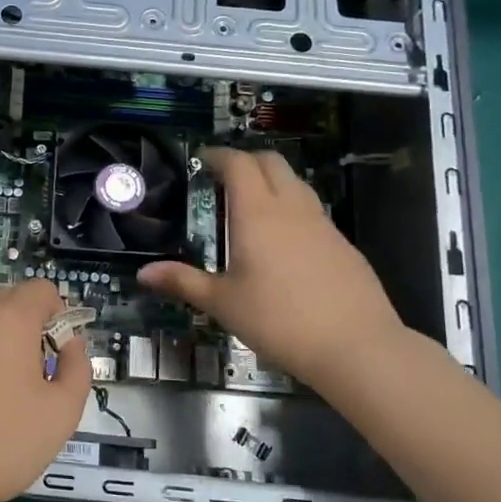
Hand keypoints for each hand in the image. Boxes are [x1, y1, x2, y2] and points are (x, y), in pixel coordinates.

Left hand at [0, 279, 90, 501]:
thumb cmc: (0, 444)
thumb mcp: (61, 414)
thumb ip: (76, 368)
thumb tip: (70, 343)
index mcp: (9, 318)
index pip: (40, 290)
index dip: (54, 314)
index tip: (52, 350)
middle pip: (2, 302)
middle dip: (17, 327)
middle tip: (19, 376)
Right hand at [138, 147, 404, 394]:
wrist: (356, 346)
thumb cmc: (279, 320)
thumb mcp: (223, 304)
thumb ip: (183, 282)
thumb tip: (143, 273)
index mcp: (258, 214)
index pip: (239, 164)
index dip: (219, 155)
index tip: (202, 159)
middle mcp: (291, 208)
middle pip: (271, 163)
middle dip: (246, 161)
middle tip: (224, 177)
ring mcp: (323, 224)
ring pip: (296, 183)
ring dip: (272, 181)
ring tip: (252, 203)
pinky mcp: (343, 244)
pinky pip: (312, 210)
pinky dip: (292, 207)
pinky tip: (284, 239)